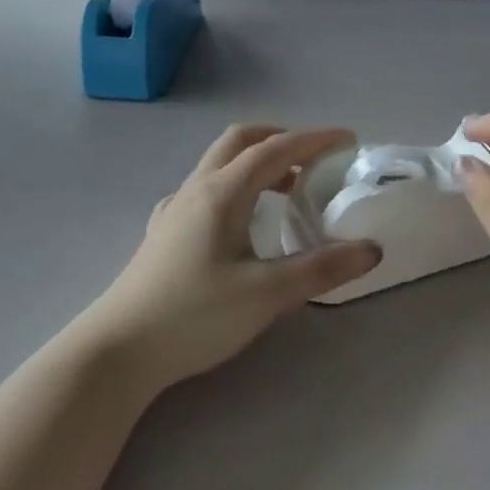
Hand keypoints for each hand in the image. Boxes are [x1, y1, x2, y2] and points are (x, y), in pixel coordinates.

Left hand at [80, 124, 381, 392]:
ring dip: (256, 162)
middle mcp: (197, 189)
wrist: (117, 351)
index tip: (348, 139)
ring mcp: (175, 209)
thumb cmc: (194, 316)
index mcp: (224, 192)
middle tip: (313, 157)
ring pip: (219, 164)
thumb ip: (322, 269)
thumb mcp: (267, 295)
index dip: (315, 139)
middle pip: (240, 141)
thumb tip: (372, 249)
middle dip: (280, 138)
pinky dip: (232, 186)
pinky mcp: (163, 232)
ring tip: (286, 189)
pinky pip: (203, 189)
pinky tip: (237, 220)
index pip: (276, 149)